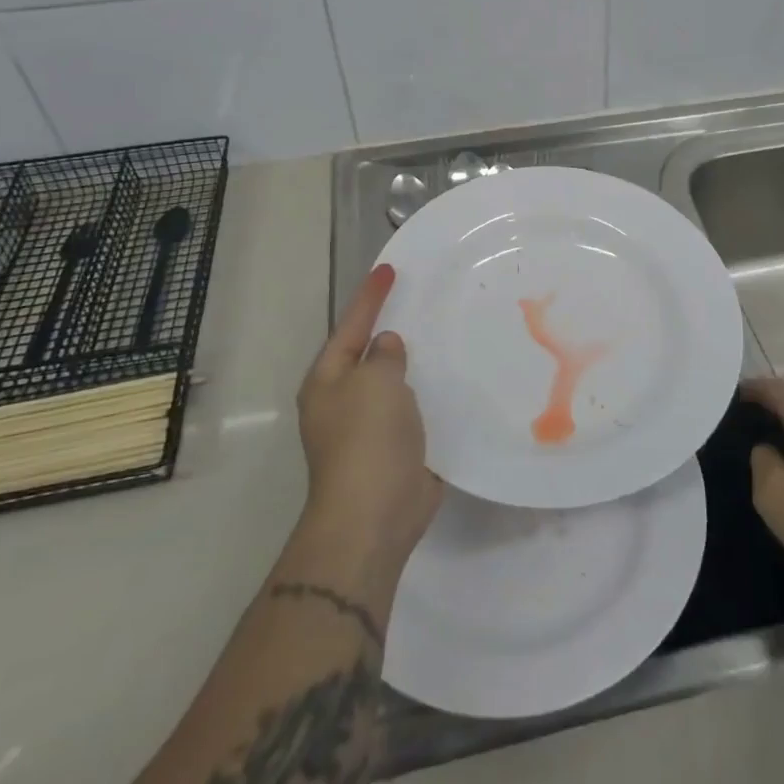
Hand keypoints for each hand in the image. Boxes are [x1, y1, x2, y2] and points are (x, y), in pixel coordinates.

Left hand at [298, 263, 442, 563]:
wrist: (375, 515)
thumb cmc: (367, 439)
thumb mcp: (375, 383)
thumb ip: (384, 357)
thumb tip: (387, 347)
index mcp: (328, 381)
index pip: (351, 326)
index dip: (370, 297)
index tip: (388, 269)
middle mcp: (344, 401)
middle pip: (369, 354)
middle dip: (391, 329)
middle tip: (421, 298)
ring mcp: (369, 429)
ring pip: (395, 382)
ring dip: (415, 362)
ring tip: (444, 333)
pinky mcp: (396, 450)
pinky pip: (414, 409)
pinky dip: (430, 393)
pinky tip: (455, 381)